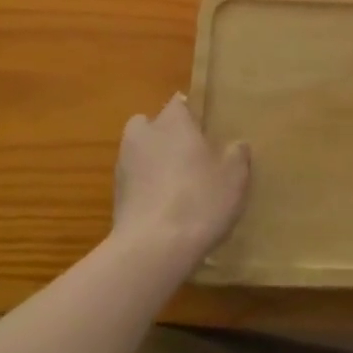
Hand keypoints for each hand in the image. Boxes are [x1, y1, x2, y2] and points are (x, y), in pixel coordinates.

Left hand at [114, 94, 250, 262]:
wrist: (153, 249)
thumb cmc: (199, 199)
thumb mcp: (234, 176)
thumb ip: (237, 154)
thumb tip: (236, 145)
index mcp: (172, 121)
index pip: (179, 103)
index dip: (192, 114)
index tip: (206, 130)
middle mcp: (144, 135)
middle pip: (151, 125)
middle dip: (165, 136)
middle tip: (189, 156)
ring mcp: (124, 166)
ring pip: (140, 154)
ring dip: (153, 164)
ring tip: (179, 188)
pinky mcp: (115, 198)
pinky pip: (135, 184)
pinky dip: (147, 191)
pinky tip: (166, 212)